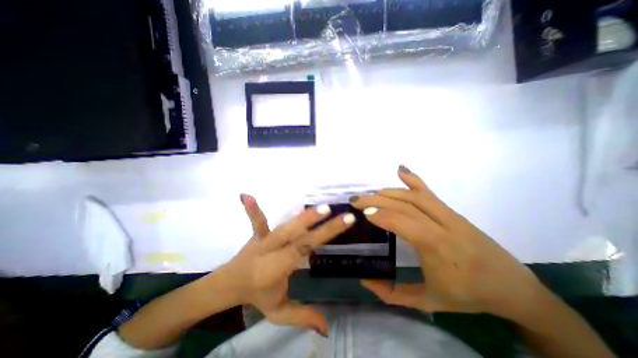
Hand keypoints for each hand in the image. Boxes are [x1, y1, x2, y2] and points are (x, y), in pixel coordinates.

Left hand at [222, 193, 356, 334]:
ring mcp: (264, 240)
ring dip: (302, 217)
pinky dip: (253, 210)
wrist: (231, 283)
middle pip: (300, 238)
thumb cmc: (257, 294)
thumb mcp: (278, 311)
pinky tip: (246, 195)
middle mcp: (274, 252)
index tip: (346, 222)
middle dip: (320, 226)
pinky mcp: (257, 234)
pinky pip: (257, 221)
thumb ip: (302, 317)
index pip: (307, 249)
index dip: (325, 236)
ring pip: (285, 228)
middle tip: (341, 214)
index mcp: (280, 268)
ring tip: (322, 207)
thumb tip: (327, 329)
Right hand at [351, 166, 545, 319]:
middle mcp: (443, 225)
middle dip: (377, 200)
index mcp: (437, 248)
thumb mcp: (428, 302)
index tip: (362, 213)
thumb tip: (365, 280)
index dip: (380, 215)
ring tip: (370, 194)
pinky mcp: (452, 211)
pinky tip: (400, 170)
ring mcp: (449, 215)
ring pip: (414, 196)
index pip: (402, 222)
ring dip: (389, 192)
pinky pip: (430, 192)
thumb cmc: (468, 296)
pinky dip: (413, 179)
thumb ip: (392, 294)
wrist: (513, 288)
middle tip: (356, 199)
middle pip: (405, 204)